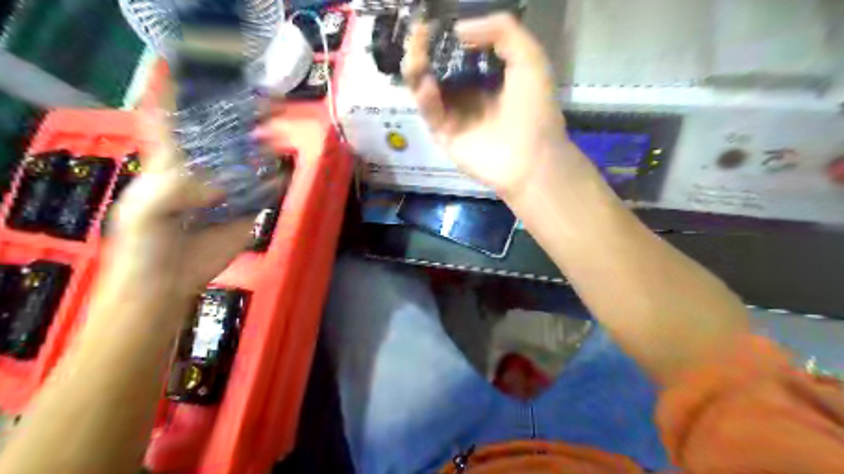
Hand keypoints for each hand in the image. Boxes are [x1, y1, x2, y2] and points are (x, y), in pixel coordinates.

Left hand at [107, 79, 260, 297]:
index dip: (184, 96)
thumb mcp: (146, 210)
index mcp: (171, 162)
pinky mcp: (248, 210)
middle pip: (224, 136)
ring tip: (278, 130)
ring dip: (264, 146)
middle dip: (241, 118)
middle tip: (264, 102)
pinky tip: (286, 169)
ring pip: (250, 161)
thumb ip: (173, 190)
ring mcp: (229, 190)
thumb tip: (218, 185)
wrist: (170, 281)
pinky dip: (278, 180)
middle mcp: (204, 169)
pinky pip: (267, 191)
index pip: (175, 121)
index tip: (204, 77)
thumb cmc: (145, 243)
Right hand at [402, 12, 572, 201]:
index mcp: (487, 76)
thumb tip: (459, 29)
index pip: (458, 52)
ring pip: (426, 88)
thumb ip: (502, 31)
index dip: (444, 37)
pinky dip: (425, 98)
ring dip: (417, 70)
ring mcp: (454, 114)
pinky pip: (430, 112)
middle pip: (437, 68)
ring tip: (415, 55)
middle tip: (417, 34)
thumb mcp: (529, 58)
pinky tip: (426, 84)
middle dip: (424, 50)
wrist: (532, 157)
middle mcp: (467, 93)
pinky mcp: (445, 135)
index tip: (431, 23)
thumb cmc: (535, 109)